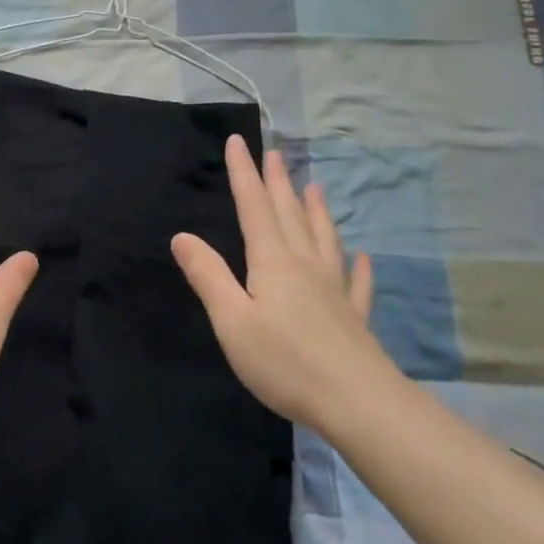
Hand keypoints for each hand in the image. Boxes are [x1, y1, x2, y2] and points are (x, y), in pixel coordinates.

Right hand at [171, 136, 383, 427]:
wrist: (358, 402)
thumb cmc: (285, 362)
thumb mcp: (232, 320)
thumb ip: (208, 276)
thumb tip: (182, 236)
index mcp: (273, 262)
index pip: (254, 207)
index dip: (244, 173)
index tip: (238, 141)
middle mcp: (305, 265)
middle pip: (289, 215)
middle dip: (278, 182)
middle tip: (275, 153)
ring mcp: (334, 290)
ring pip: (323, 239)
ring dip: (316, 211)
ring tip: (315, 187)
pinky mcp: (353, 317)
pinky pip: (355, 282)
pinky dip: (357, 265)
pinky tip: (362, 256)